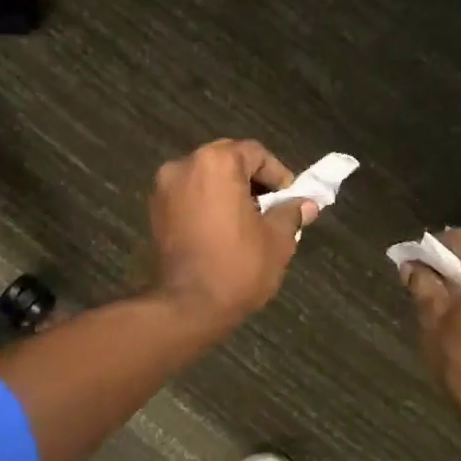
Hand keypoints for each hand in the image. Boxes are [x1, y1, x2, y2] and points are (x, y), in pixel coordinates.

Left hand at [148, 140, 314, 331]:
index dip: (277, 174)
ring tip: (248, 221)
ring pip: (205, 178)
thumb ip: (290, 214)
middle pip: (226, 160)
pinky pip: (188, 196)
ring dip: (227, 192)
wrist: (187, 306)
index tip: (290, 198)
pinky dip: (207, 204)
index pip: (255, 153)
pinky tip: (223, 230)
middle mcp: (184, 165)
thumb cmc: (237, 267)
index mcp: (216, 163)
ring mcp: (164, 188)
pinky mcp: (154, 211)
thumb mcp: (276, 240)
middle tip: (271, 207)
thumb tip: (306, 205)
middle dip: (251, 181)